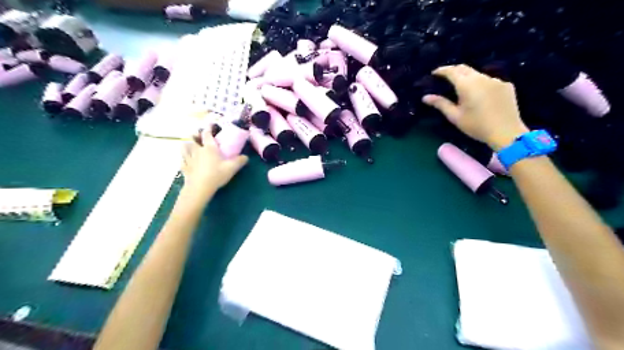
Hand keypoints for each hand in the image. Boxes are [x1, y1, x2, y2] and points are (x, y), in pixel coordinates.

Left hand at [181, 128, 249, 200]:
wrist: (200, 187)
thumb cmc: (216, 175)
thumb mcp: (231, 168)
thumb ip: (239, 161)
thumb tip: (246, 157)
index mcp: (209, 148)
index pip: (207, 134)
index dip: (208, 128)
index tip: (209, 125)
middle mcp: (198, 150)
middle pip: (192, 139)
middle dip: (194, 135)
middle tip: (197, 135)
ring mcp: (189, 159)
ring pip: (184, 148)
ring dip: (186, 145)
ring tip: (189, 145)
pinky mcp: (184, 168)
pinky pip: (182, 160)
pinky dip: (183, 158)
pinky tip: (185, 160)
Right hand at [421, 65, 528, 149]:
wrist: (506, 132)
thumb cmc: (476, 126)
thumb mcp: (455, 116)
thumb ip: (440, 104)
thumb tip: (425, 97)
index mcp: (467, 85)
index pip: (451, 71)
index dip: (442, 70)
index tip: (434, 73)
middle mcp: (481, 78)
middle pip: (465, 69)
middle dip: (454, 71)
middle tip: (445, 78)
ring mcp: (495, 80)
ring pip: (477, 75)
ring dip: (468, 78)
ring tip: (463, 88)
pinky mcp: (506, 85)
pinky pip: (489, 81)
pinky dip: (481, 85)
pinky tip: (480, 96)